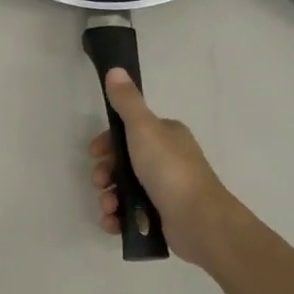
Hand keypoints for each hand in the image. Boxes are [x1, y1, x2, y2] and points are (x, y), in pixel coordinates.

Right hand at [90, 69, 233, 270]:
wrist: (198, 220)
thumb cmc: (169, 169)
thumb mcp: (143, 128)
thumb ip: (127, 102)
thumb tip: (115, 70)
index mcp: (166, 135)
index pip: (128, 132)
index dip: (107, 142)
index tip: (94, 153)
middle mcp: (166, 159)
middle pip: (123, 162)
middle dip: (105, 174)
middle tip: (100, 183)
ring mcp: (165, 189)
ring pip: (124, 189)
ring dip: (108, 199)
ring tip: (109, 209)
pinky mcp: (162, 215)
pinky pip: (131, 214)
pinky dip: (118, 218)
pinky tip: (113, 223)